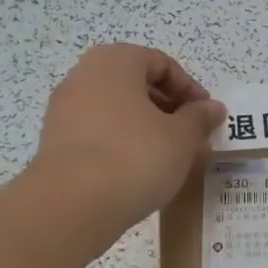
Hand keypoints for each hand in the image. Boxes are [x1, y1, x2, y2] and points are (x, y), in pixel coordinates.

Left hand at [27, 44, 224, 241]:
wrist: (71, 205)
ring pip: (115, 109)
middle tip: (189, 136)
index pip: (161, 63)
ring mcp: (64, 109)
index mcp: (115, 62)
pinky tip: (136, 170)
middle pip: (135, 84)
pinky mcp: (54, 141)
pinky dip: (120, 143)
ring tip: (166, 156)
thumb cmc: (135, 157)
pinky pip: (97, 132)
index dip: (189, 89)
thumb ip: (200, 118)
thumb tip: (212, 108)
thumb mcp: (181, 138)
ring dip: (144, 126)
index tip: (206, 117)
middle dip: (166, 107)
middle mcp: (83, 76)